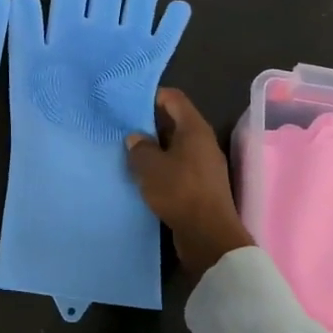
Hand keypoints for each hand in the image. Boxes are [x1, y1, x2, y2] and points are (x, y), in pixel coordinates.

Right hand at [126, 88, 252, 284]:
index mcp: (194, 129)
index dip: (151, 96)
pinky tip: (143, 175)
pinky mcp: (201, 185)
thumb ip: (139, 147)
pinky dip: (162, 167)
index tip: (127, 102)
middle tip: (123, 127)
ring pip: (175, 146)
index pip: (173, 98)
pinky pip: (178, 166)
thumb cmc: (179, 191)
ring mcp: (204, 165)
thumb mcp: (150, 166)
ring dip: (154, 148)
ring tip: (128, 152)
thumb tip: (136, 138)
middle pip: (174, 121)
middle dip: (149, 123)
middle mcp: (202, 142)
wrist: (209, 236)